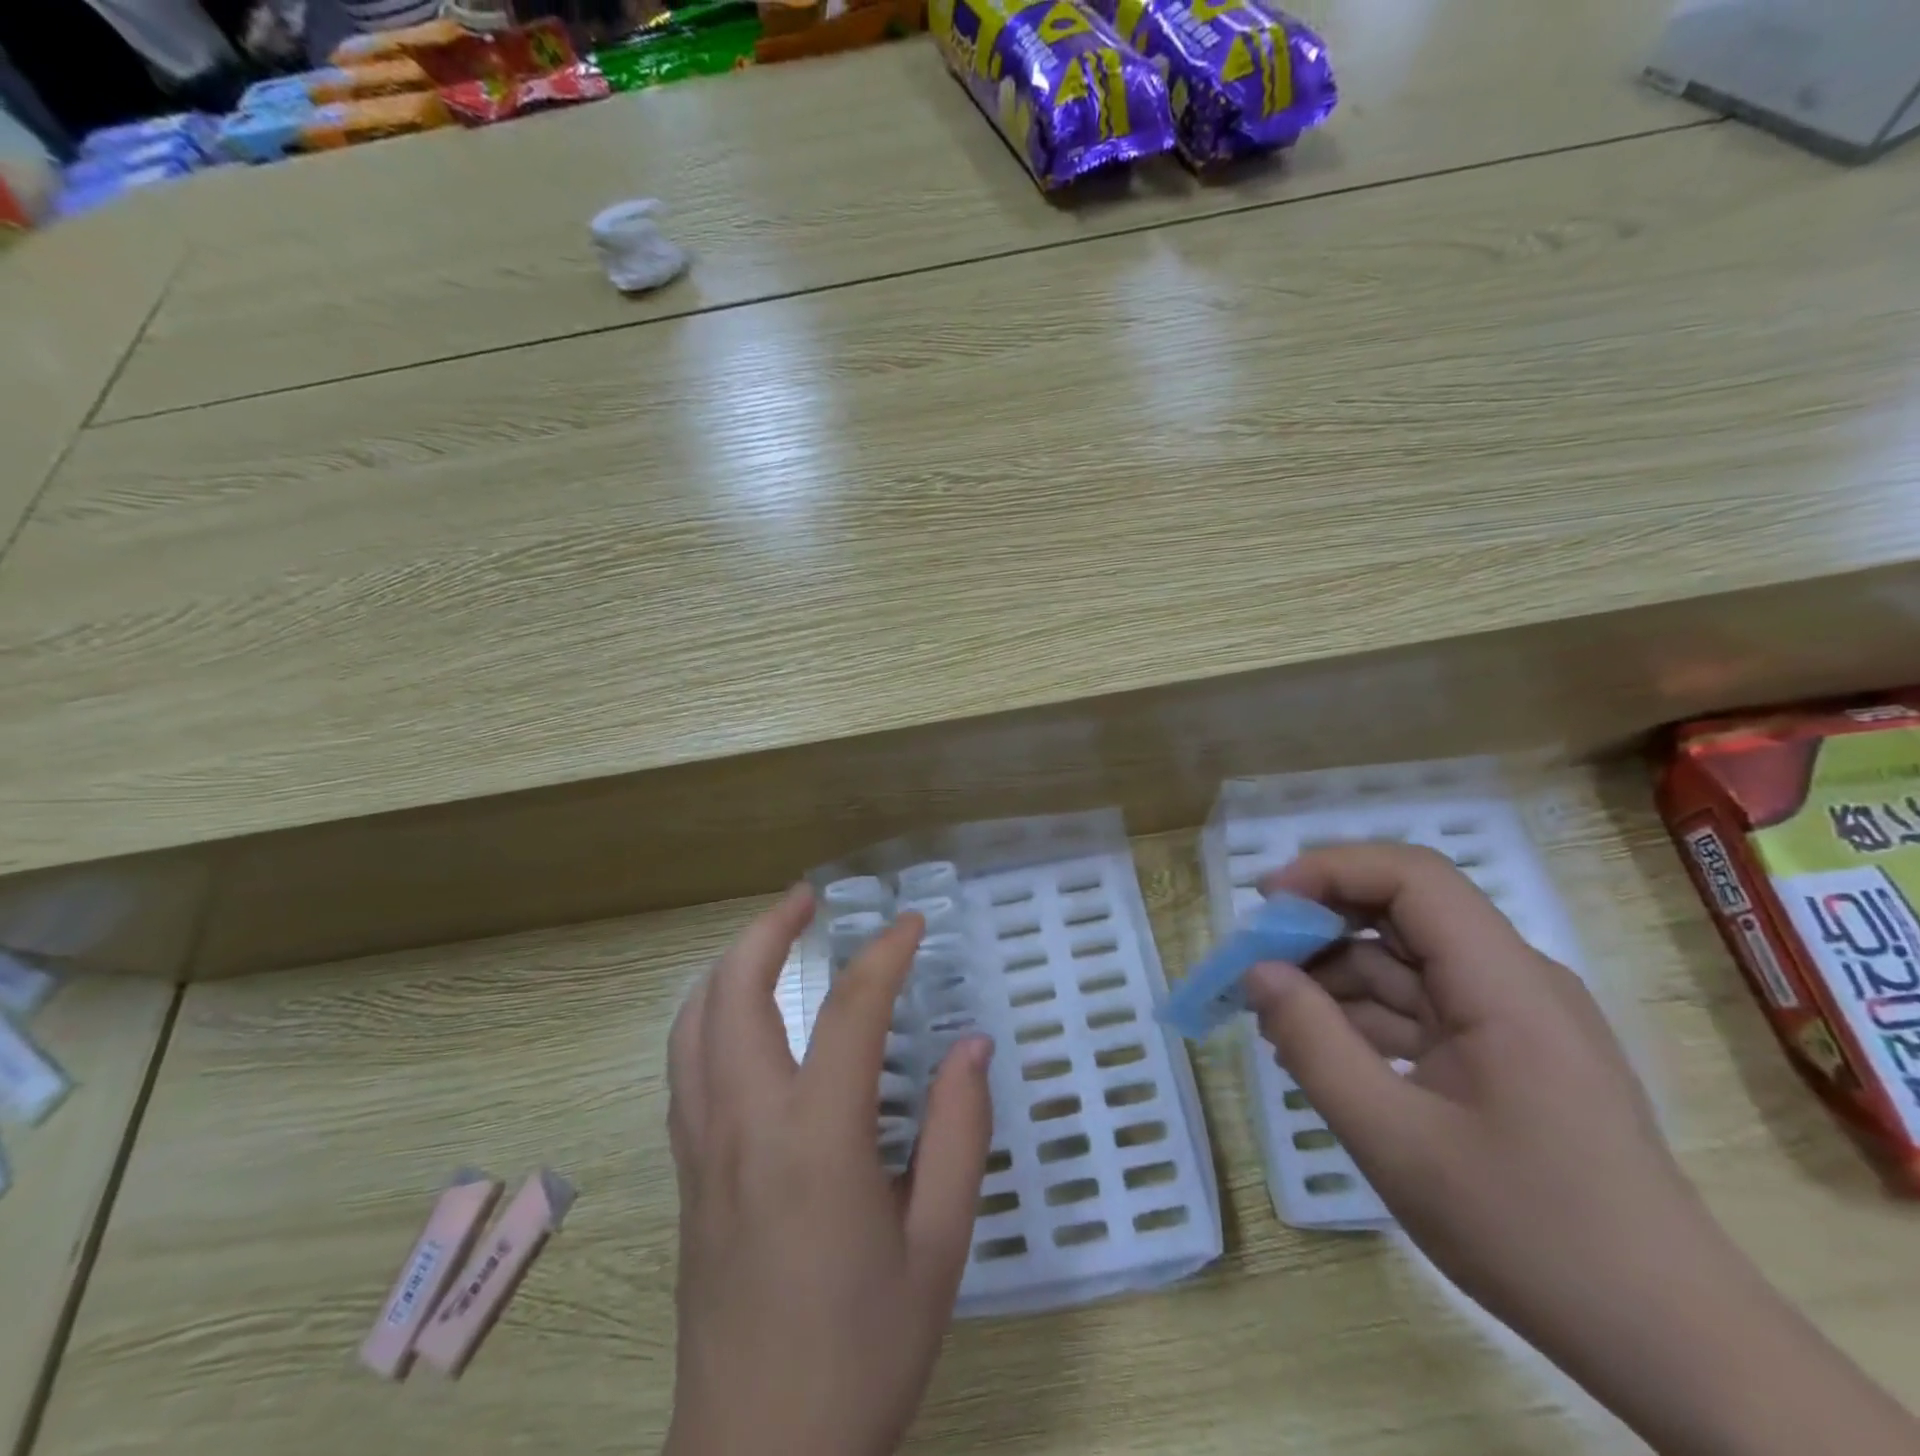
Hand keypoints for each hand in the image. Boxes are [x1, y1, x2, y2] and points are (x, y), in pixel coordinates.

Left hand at [666, 885, 993, 1455]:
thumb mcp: (940, 1246)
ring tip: (771, 939)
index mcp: (816, 1139)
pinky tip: (743, 1018)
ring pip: (693, 1022)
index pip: (851, 1009)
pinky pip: (686, 1064)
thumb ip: (959, 1132)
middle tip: (809, 897)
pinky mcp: (685, 1173)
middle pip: (735, 991)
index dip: (886, 953)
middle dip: (770, 928)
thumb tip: (971, 1045)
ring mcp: (702, 1147)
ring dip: (729, 965)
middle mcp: (745, 1124)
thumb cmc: (862, 1353)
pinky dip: (709, 1012)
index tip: (913, 924)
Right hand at [1242, 843, 1690, 1337]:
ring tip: (1273, 1017)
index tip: (1265, 906)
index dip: (1331, 870)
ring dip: (1335, 976)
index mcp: (1505, 983)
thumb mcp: (1394, 1140)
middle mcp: (1514, 980)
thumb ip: (1313, 1044)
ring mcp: (1513, 1017)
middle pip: (1405, 912)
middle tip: (1254, 963)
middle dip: (1321, 925)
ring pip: (1406, 962)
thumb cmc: (1532, 1234)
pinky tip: (1320, 1049)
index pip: (1413, 876)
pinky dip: (1364, 1016)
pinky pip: (1421, 1008)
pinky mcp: (1507, 1052)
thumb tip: (1256, 972)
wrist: (1671, 1343)